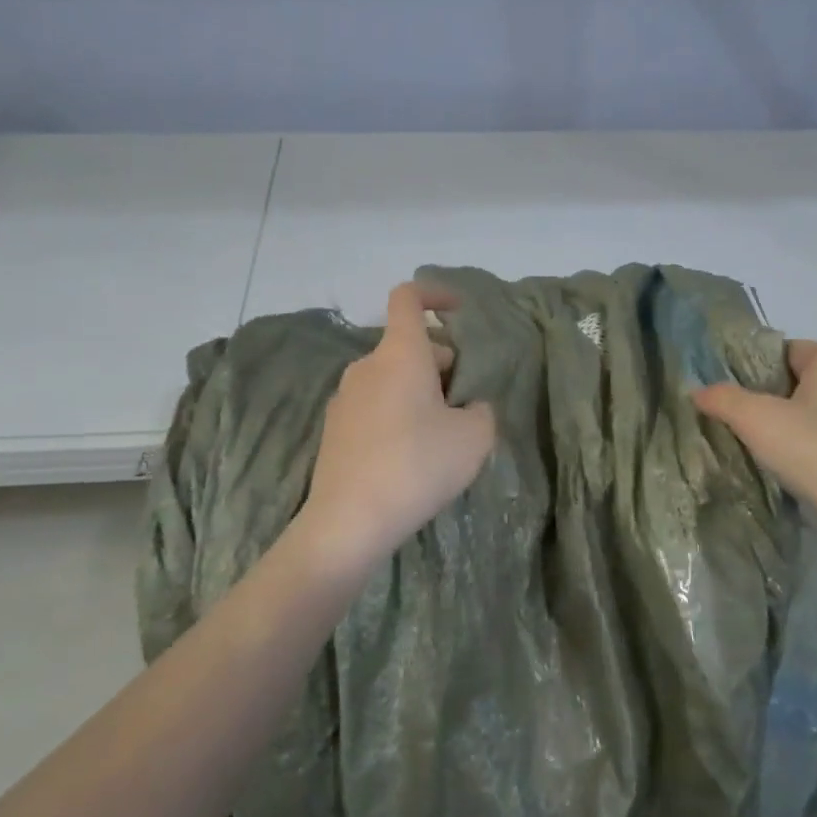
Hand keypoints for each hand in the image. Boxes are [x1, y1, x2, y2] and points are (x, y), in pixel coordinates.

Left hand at [296, 282, 496, 579]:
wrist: (349, 522)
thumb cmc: (418, 465)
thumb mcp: (474, 437)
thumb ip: (482, 410)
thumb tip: (469, 408)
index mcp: (400, 353)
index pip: (409, 297)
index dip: (436, 294)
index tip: (460, 310)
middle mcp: (367, 366)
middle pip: (408, 344)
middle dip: (441, 361)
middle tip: (465, 398)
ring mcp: (345, 398)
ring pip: (391, 377)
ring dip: (419, 389)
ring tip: (442, 431)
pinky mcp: (335, 429)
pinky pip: (374, 404)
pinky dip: (397, 412)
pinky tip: (411, 454)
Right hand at [694, 340, 816, 553]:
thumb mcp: (758, 420)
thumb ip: (723, 399)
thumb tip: (697, 390)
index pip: (781, 350)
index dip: (748, 367)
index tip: (721, 393)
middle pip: (794, 383)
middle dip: (762, 401)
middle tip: (727, 422)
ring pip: (810, 416)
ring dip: (781, 430)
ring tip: (748, 449)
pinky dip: (803, 454)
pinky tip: (783, 473)